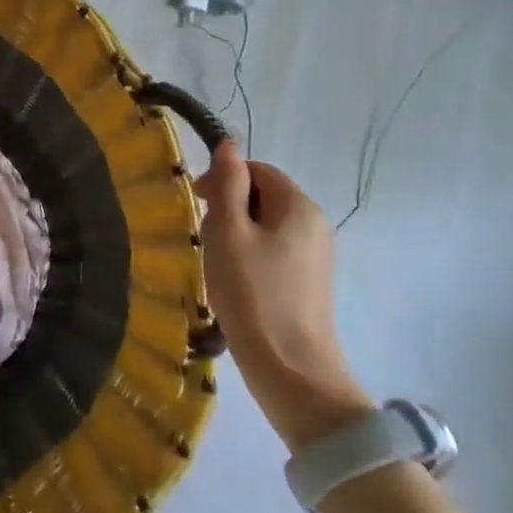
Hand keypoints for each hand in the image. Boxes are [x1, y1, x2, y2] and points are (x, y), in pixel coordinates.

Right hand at [197, 142, 372, 452]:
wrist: (290, 368)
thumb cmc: (252, 293)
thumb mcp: (228, 232)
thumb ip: (226, 185)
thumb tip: (229, 145)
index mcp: (299, 207)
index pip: (258, 171)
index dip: (224, 179)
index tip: (196, 203)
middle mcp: (315, 224)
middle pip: (264, 197)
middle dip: (229, 208)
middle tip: (205, 237)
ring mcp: (316, 256)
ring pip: (267, 226)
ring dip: (237, 234)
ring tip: (216, 263)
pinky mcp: (310, 283)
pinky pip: (275, 252)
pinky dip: (250, 257)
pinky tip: (234, 282)